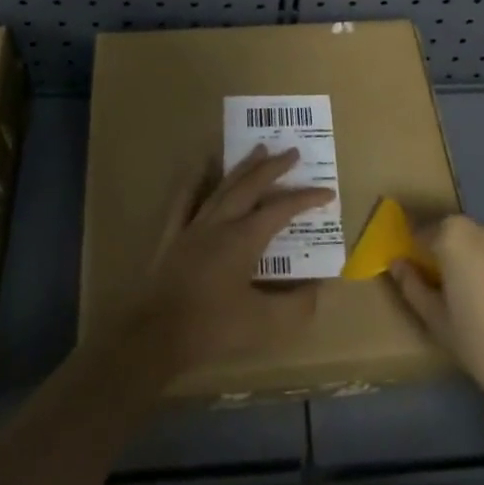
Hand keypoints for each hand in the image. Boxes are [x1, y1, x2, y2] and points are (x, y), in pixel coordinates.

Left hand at [126, 146, 333, 375]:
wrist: (155, 335)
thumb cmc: (212, 328)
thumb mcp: (265, 324)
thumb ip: (298, 305)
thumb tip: (320, 287)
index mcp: (244, 238)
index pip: (282, 210)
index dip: (306, 199)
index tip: (328, 192)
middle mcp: (220, 223)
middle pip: (251, 186)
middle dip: (274, 167)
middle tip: (292, 152)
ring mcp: (193, 226)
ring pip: (223, 187)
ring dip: (243, 167)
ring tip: (258, 149)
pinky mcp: (172, 236)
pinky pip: (185, 199)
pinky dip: (196, 179)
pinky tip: (201, 165)